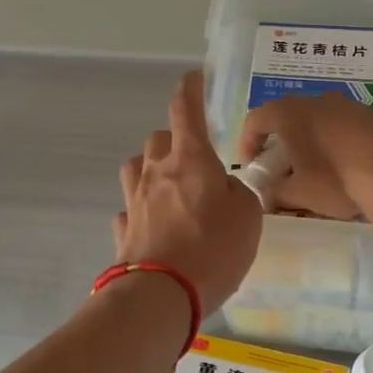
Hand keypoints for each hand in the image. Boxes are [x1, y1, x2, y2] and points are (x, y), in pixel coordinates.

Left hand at [114, 71, 263, 310]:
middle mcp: (156, 171)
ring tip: (170, 189)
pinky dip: (140, 211)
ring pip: (136, 168)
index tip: (195, 79)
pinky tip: (152, 226)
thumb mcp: (249, 217)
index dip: (191, 89)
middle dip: (174, 140)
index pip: (186, 109)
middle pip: (158, 138)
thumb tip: (226, 188)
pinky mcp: (123, 230)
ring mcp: (134, 200)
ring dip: (151, 170)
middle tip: (194, 160)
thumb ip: (241, 194)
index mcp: (191, 159)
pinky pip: (129, 209)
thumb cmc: (214, 248)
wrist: (161, 294)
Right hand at [238, 94, 372, 220]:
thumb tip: (266, 196)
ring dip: (308, 141)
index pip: (255, 120)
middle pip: (286, 117)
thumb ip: (275, 193)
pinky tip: (341, 166)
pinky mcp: (369, 114)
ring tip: (313, 170)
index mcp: (288, 113)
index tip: (252, 166)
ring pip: (315, 120)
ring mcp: (345, 104)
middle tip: (281, 169)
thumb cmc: (335, 178)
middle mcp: (314, 100)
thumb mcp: (298, 193)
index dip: (248, 143)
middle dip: (280, 143)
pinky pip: (340, 125)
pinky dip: (332, 141)